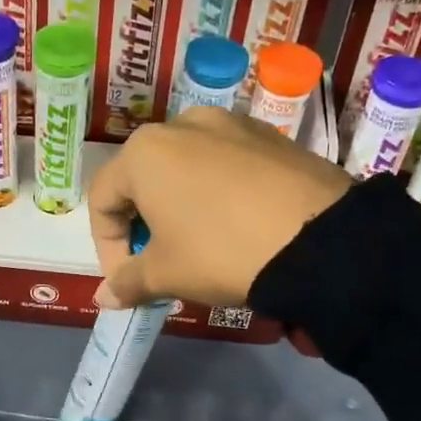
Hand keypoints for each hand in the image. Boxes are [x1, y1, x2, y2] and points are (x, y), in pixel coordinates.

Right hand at [89, 107, 351, 308]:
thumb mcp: (167, 274)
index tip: (127, 280)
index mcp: (143, 152)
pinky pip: (226, 162)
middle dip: (143, 223)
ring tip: (200, 241)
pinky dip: (218, 191)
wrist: (318, 238)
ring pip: (186, 166)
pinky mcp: (268, 134)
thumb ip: (128, 281)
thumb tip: (104, 298)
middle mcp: (181, 124)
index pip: (102, 200)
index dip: (107, 247)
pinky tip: (239, 222)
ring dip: (180, 204)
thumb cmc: (221, 251)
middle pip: (143, 177)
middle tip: (160, 262)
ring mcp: (230, 123)